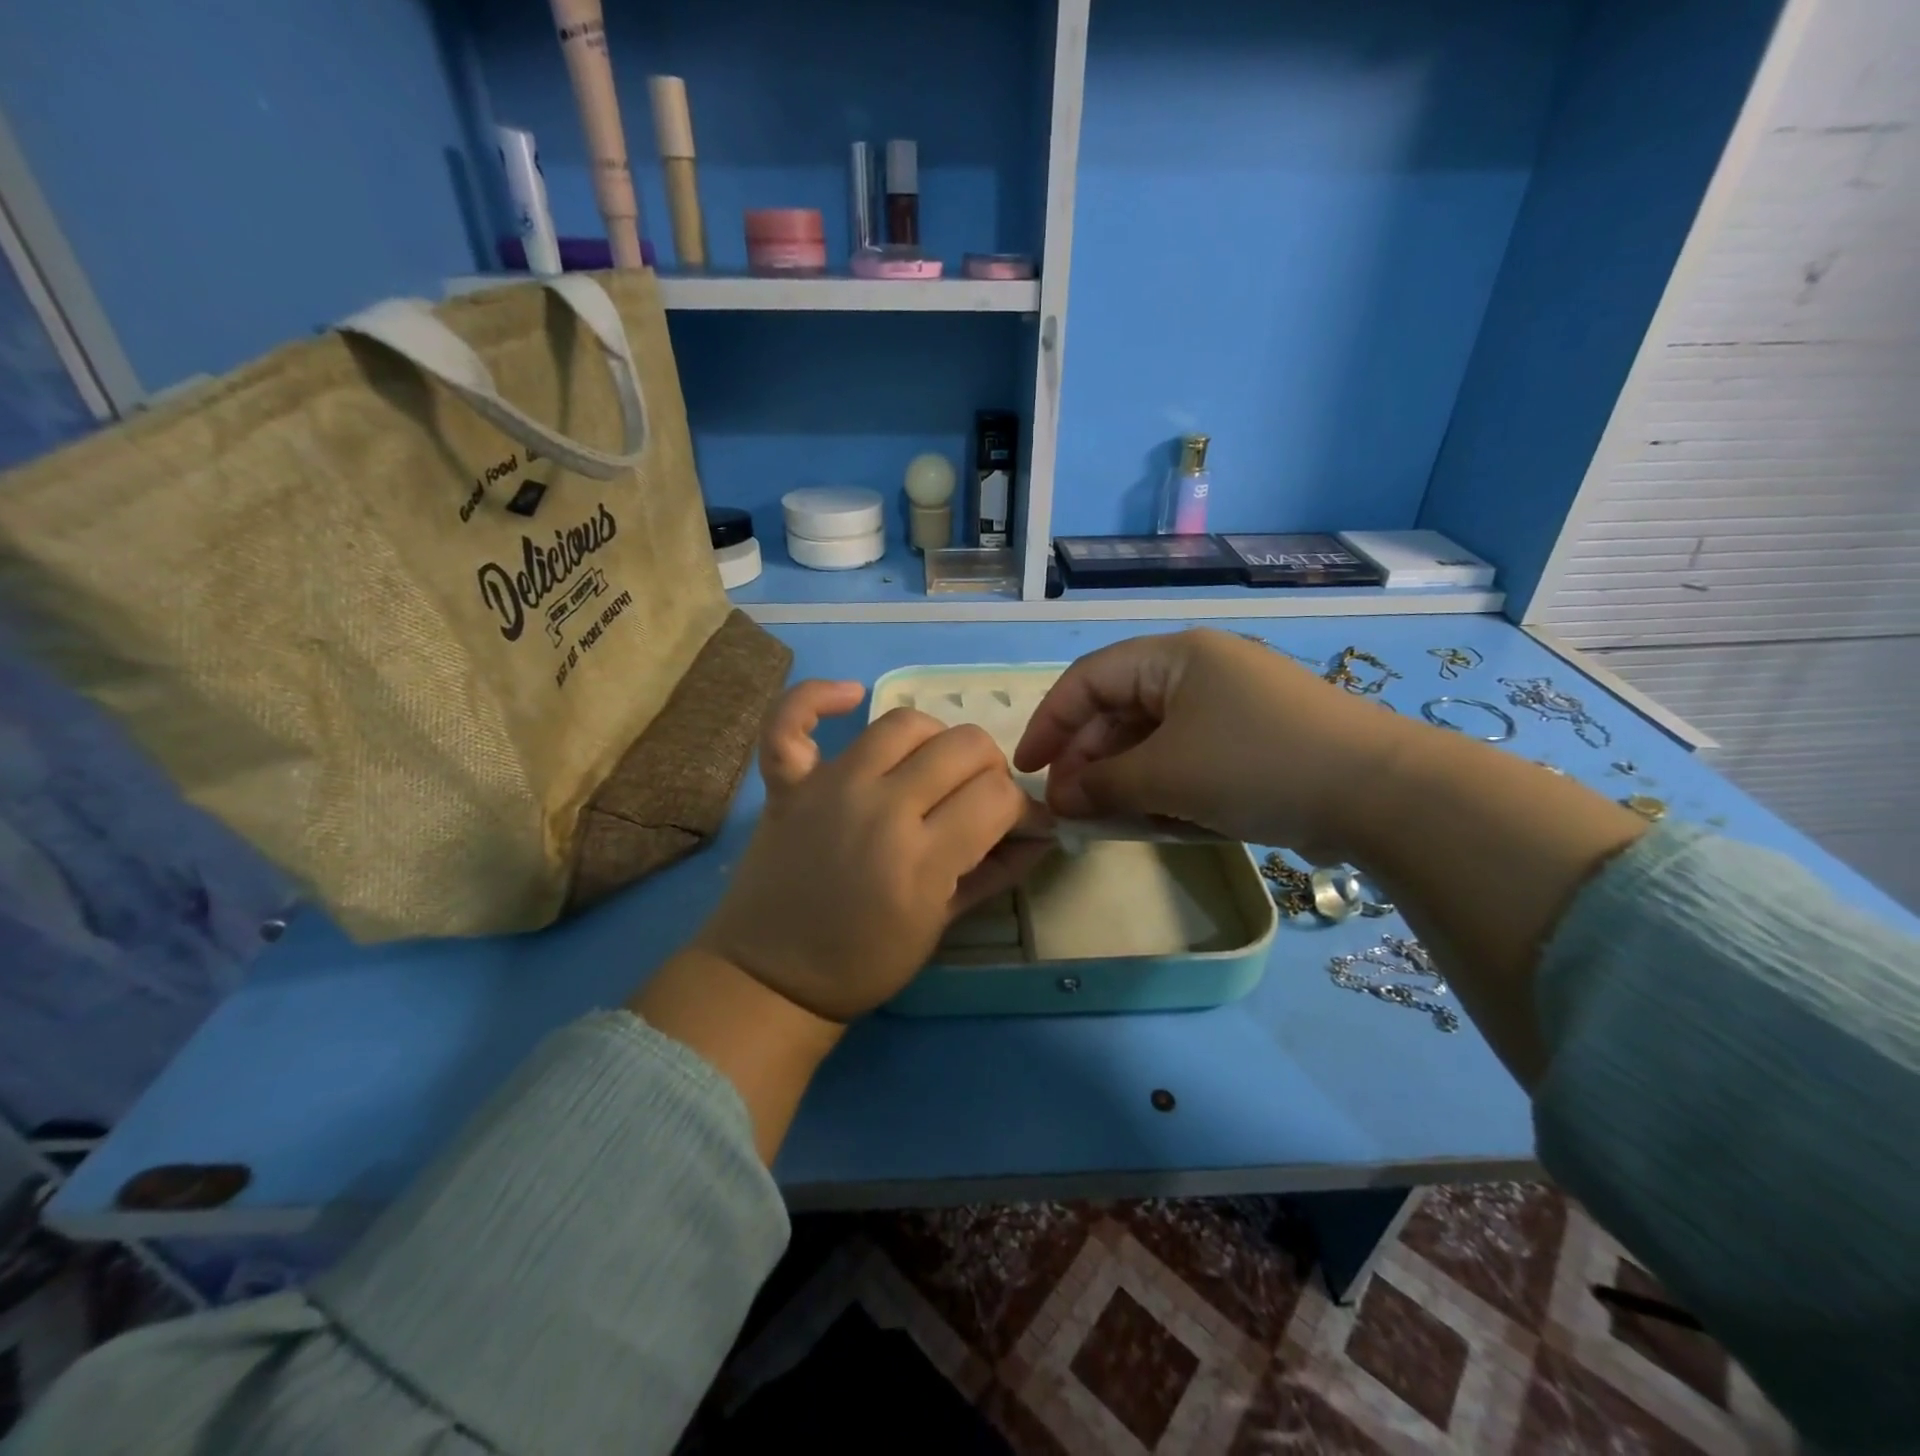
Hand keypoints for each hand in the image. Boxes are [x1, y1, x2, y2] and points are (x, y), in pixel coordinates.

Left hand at [698, 693, 1049, 1020]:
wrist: (771, 978)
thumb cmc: (864, 963)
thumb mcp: (941, 926)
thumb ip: (996, 871)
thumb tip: (1043, 832)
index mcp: (921, 858)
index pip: (997, 795)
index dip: (1021, 808)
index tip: (1018, 825)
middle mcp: (879, 808)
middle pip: (964, 746)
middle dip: (989, 769)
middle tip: (978, 800)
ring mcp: (829, 787)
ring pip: (904, 722)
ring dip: (934, 738)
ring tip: (932, 767)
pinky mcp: (788, 783)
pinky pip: (792, 720)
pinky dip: (817, 698)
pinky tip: (850, 695)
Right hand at [1012, 628, 1402, 857]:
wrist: (1382, 794)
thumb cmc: (1257, 765)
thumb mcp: (1167, 775)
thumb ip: (1103, 784)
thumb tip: (1061, 798)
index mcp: (1175, 657)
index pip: (1089, 679)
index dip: (1050, 722)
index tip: (1027, 770)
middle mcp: (1200, 671)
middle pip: (1119, 709)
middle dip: (1088, 760)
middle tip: (1070, 809)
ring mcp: (1230, 706)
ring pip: (1153, 738)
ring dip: (1124, 778)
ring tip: (1107, 821)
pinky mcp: (1253, 741)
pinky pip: (1188, 757)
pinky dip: (1164, 785)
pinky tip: (1155, 820)